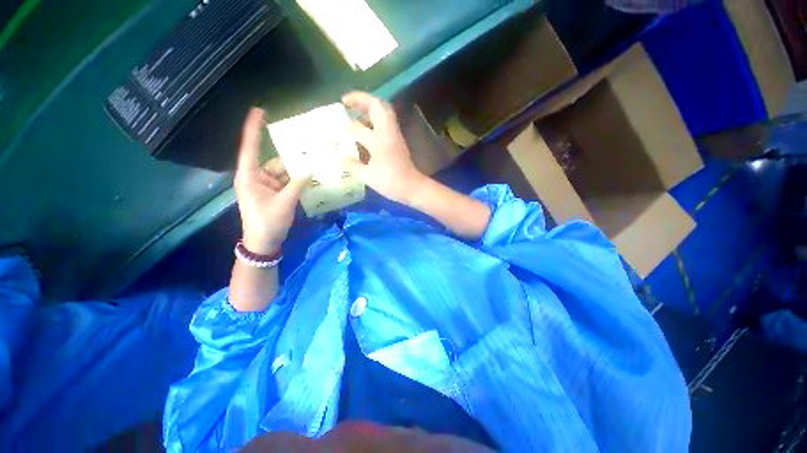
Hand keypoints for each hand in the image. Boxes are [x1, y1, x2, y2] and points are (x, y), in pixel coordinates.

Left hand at [234, 108, 308, 254]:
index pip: (250, 148)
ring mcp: (265, 186)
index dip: (254, 129)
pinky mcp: (273, 194)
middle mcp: (256, 178)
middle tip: (306, 146)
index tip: (259, 111)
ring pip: (282, 172)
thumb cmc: (268, 223)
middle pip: (273, 161)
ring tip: (313, 161)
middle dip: (289, 156)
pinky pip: (286, 182)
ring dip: (296, 170)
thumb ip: (297, 185)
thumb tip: (310, 169)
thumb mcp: (284, 203)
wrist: (264, 243)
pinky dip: (296, 180)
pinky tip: (309, 177)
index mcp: (249, 177)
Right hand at [341, 91, 426, 204]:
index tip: (335, 128)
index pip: (358, 128)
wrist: (412, 187)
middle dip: (360, 99)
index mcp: (378, 141)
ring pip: (383, 111)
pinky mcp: (398, 139)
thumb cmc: (390, 183)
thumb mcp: (368, 177)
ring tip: (355, 108)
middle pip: (376, 106)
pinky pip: (386, 120)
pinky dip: (375, 116)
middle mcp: (387, 133)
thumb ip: (353, 166)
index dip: (345, 127)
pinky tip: (366, 124)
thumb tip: (341, 158)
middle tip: (346, 101)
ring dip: (369, 105)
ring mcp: (394, 134)